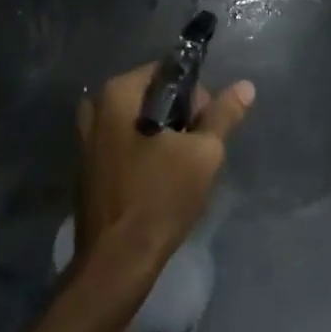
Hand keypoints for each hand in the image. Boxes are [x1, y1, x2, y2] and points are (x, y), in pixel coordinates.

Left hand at [75, 64, 253, 277]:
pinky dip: (142, 153)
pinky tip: (158, 181)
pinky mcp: (86, 165)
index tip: (207, 126)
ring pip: (136, 122)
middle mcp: (95, 106)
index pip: (166, 72)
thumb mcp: (202, 154)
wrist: (117, 259)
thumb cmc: (160, 197)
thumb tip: (245, 86)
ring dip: (161, 138)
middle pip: (150, 96)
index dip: (194, 95)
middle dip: (178, 118)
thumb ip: (223, 116)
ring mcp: (85, 137)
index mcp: (117, 93)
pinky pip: (122, 144)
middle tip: (197, 150)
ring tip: (181, 168)